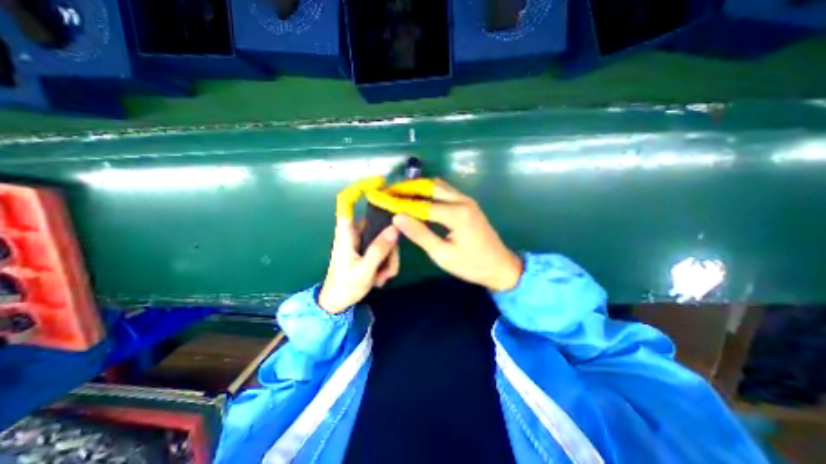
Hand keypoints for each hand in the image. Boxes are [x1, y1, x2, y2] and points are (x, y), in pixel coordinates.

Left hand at [317, 180, 402, 312]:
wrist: (336, 304)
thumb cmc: (345, 286)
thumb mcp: (365, 270)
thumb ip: (379, 249)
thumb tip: (395, 228)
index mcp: (346, 232)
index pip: (346, 202)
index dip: (359, 189)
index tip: (379, 183)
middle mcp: (355, 233)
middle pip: (379, 225)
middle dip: (390, 247)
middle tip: (388, 268)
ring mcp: (363, 242)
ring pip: (385, 240)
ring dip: (389, 260)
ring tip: (382, 278)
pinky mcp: (367, 250)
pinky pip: (384, 250)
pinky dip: (386, 263)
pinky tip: (380, 278)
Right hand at [391, 180, 516, 290]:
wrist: (501, 266)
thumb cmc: (471, 265)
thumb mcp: (442, 254)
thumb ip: (419, 234)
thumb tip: (397, 217)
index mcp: (456, 214)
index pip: (421, 204)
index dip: (399, 202)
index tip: (382, 199)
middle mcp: (462, 201)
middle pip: (430, 186)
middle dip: (408, 188)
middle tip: (389, 192)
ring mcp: (467, 200)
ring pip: (438, 186)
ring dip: (419, 188)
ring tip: (400, 195)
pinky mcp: (468, 204)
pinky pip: (446, 192)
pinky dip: (430, 192)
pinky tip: (420, 200)